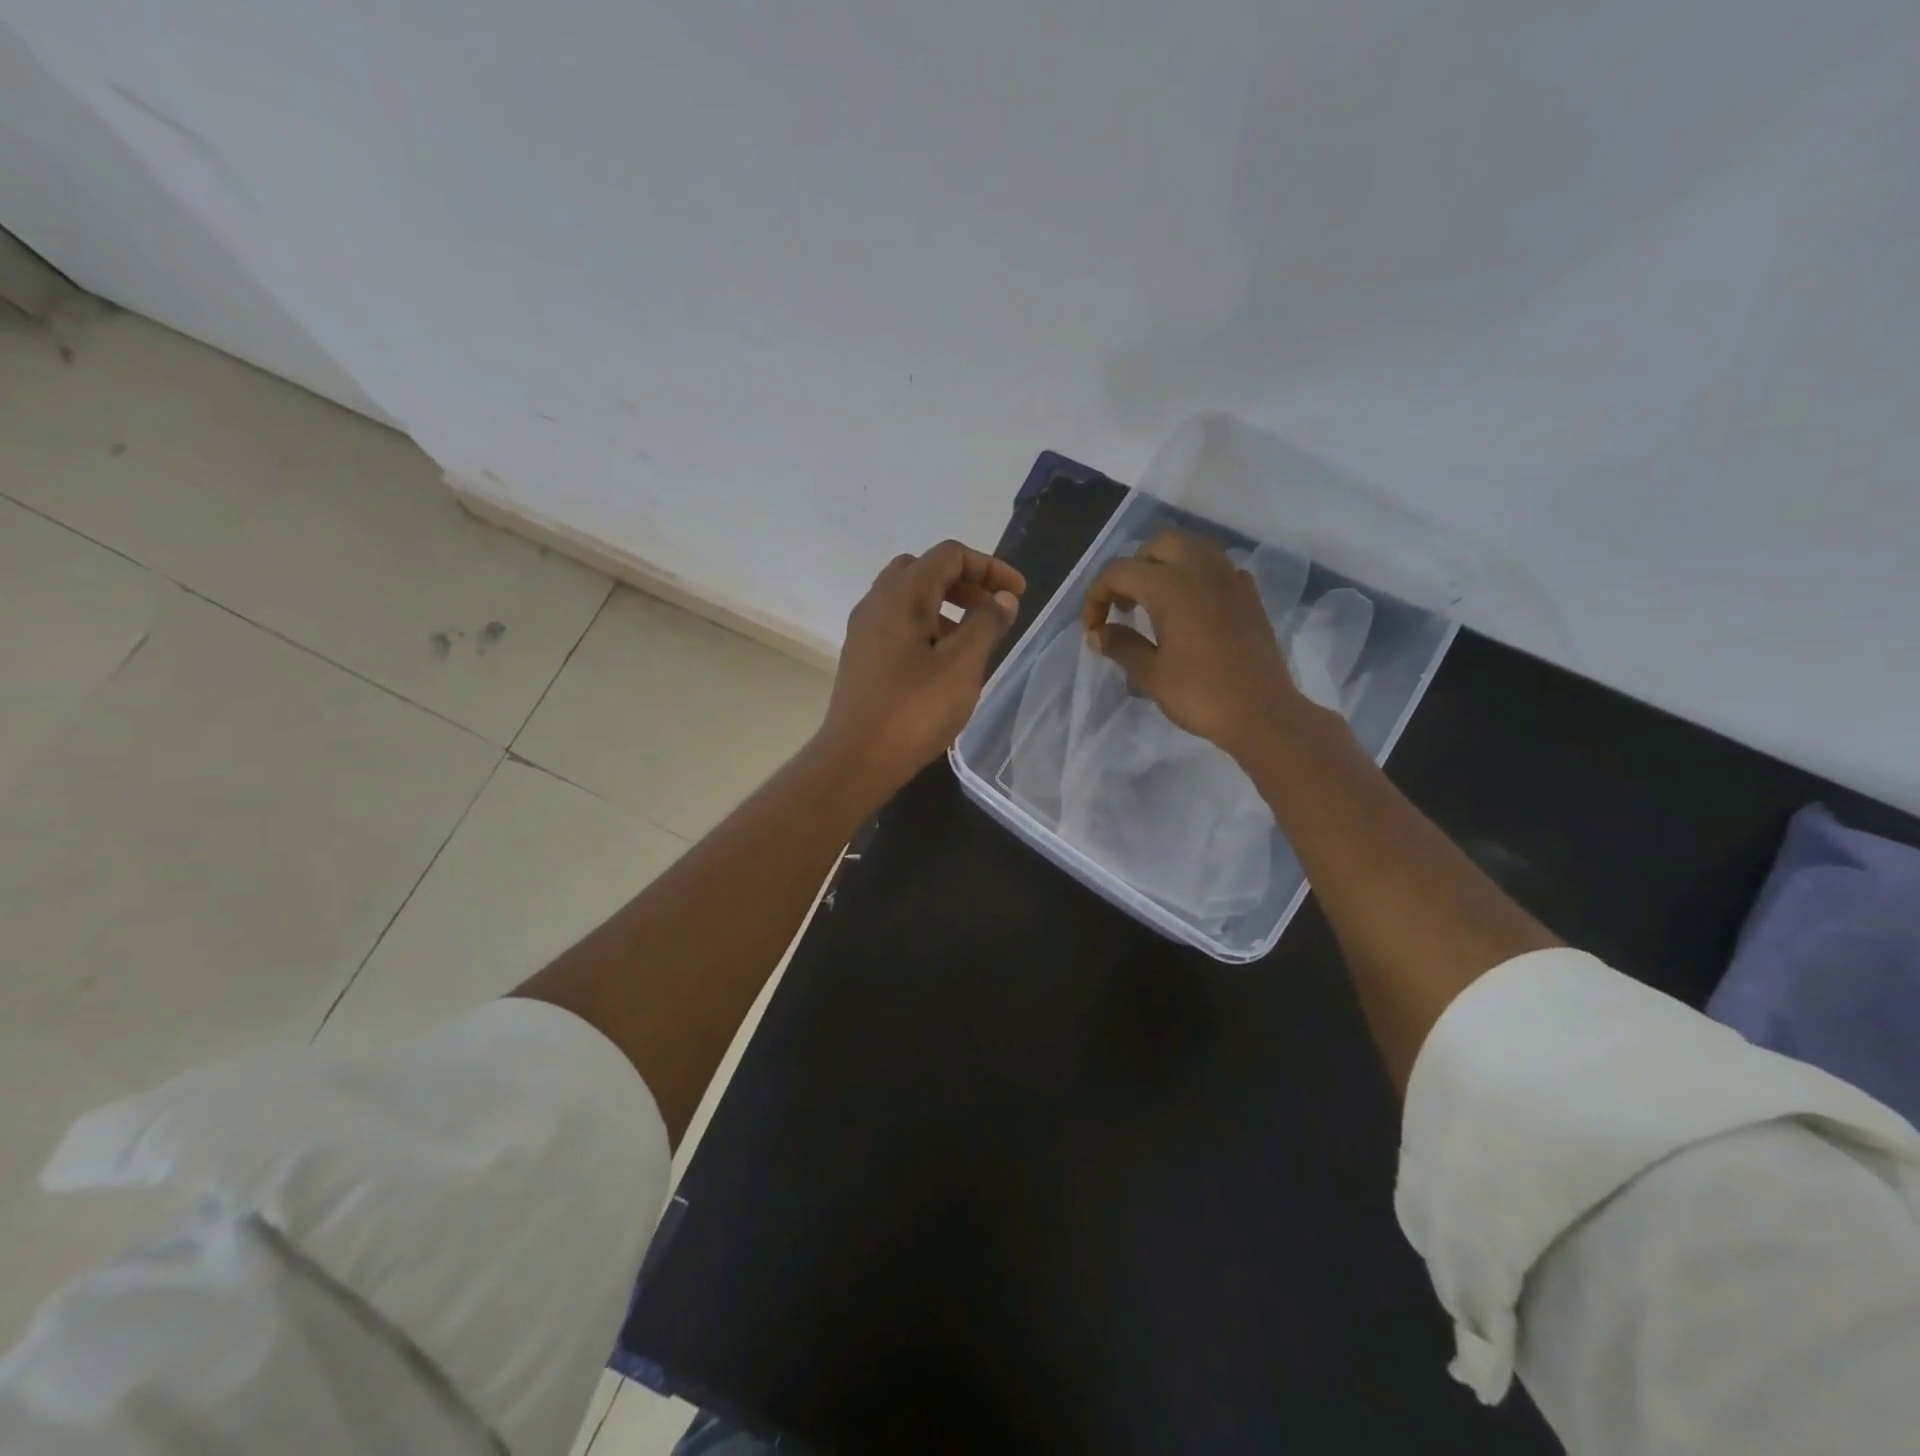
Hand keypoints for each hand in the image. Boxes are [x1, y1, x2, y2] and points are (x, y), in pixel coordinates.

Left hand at [817, 539, 1025, 798]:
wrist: (857, 759)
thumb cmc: (915, 710)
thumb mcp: (963, 665)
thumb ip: (987, 624)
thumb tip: (1003, 598)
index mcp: (902, 594)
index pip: (950, 555)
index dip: (990, 567)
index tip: (1017, 595)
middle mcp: (877, 602)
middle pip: (925, 570)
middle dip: (965, 583)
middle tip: (992, 610)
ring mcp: (864, 630)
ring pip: (909, 599)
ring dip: (945, 606)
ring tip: (972, 639)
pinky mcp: (861, 657)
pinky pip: (897, 625)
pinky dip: (926, 627)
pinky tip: (943, 663)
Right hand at [1081, 530, 1312, 758]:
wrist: (1261, 713)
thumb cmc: (1200, 694)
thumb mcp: (1150, 673)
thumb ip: (1120, 645)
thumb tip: (1097, 634)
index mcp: (1170, 586)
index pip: (1119, 572)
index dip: (1096, 597)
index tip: (1093, 630)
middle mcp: (1201, 570)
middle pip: (1157, 546)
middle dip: (1132, 570)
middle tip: (1123, 607)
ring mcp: (1230, 578)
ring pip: (1190, 549)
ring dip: (1164, 567)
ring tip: (1153, 603)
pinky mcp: (1248, 595)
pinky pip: (1215, 568)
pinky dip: (1194, 577)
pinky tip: (1189, 610)